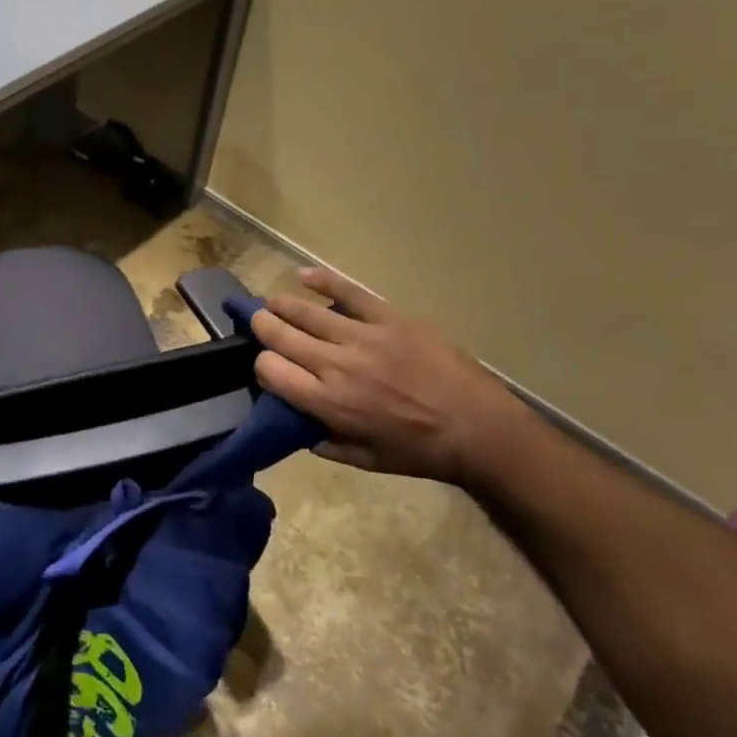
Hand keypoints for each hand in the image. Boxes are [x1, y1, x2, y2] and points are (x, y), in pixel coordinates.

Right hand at [251, 267, 535, 484]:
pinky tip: (303, 275)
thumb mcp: (365, 461)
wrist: (478, 428)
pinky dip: (323, 281)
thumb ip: (325, 443)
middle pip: (280, 335)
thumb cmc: (420, 451)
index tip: (268, 367)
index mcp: (328, 402)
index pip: (270, 370)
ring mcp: (362, 337)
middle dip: (262, 327)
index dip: (261, 366)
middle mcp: (336, 364)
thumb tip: (297, 424)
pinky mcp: (388, 318)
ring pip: (306, 312)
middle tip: (258, 324)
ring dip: (281, 305)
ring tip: (272, 303)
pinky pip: (349, 292)